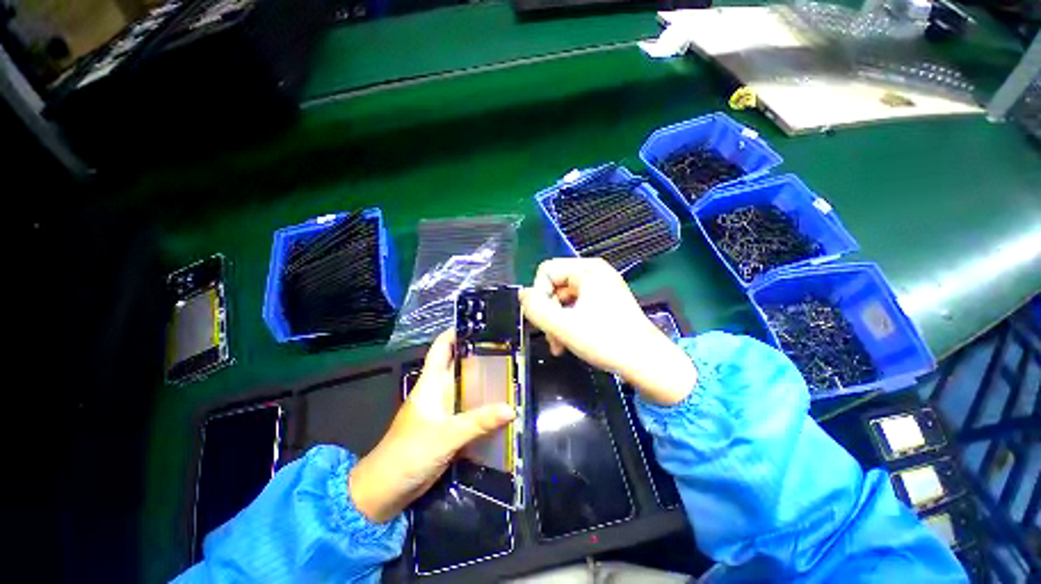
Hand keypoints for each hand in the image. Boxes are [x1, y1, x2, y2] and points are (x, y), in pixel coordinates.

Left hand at [349, 330, 515, 522]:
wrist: (386, 490)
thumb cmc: (408, 454)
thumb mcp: (445, 435)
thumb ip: (478, 422)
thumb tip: (511, 408)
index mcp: (431, 383)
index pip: (442, 348)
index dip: (456, 333)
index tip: (481, 324)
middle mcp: (438, 390)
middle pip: (459, 365)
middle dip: (480, 355)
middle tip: (508, 349)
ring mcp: (444, 409)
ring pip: (467, 387)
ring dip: (485, 381)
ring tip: (512, 372)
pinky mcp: (449, 427)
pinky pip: (470, 409)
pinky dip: (484, 405)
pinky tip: (502, 404)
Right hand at [519, 258, 696, 405]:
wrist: (647, 363)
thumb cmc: (606, 341)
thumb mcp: (563, 326)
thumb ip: (536, 308)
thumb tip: (522, 294)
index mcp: (587, 269)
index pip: (546, 271)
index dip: (539, 295)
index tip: (544, 320)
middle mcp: (594, 272)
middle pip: (555, 285)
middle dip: (549, 312)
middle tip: (551, 337)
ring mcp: (601, 286)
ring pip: (563, 299)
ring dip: (557, 321)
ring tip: (559, 345)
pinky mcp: (605, 301)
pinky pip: (577, 306)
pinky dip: (569, 322)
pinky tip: (568, 342)